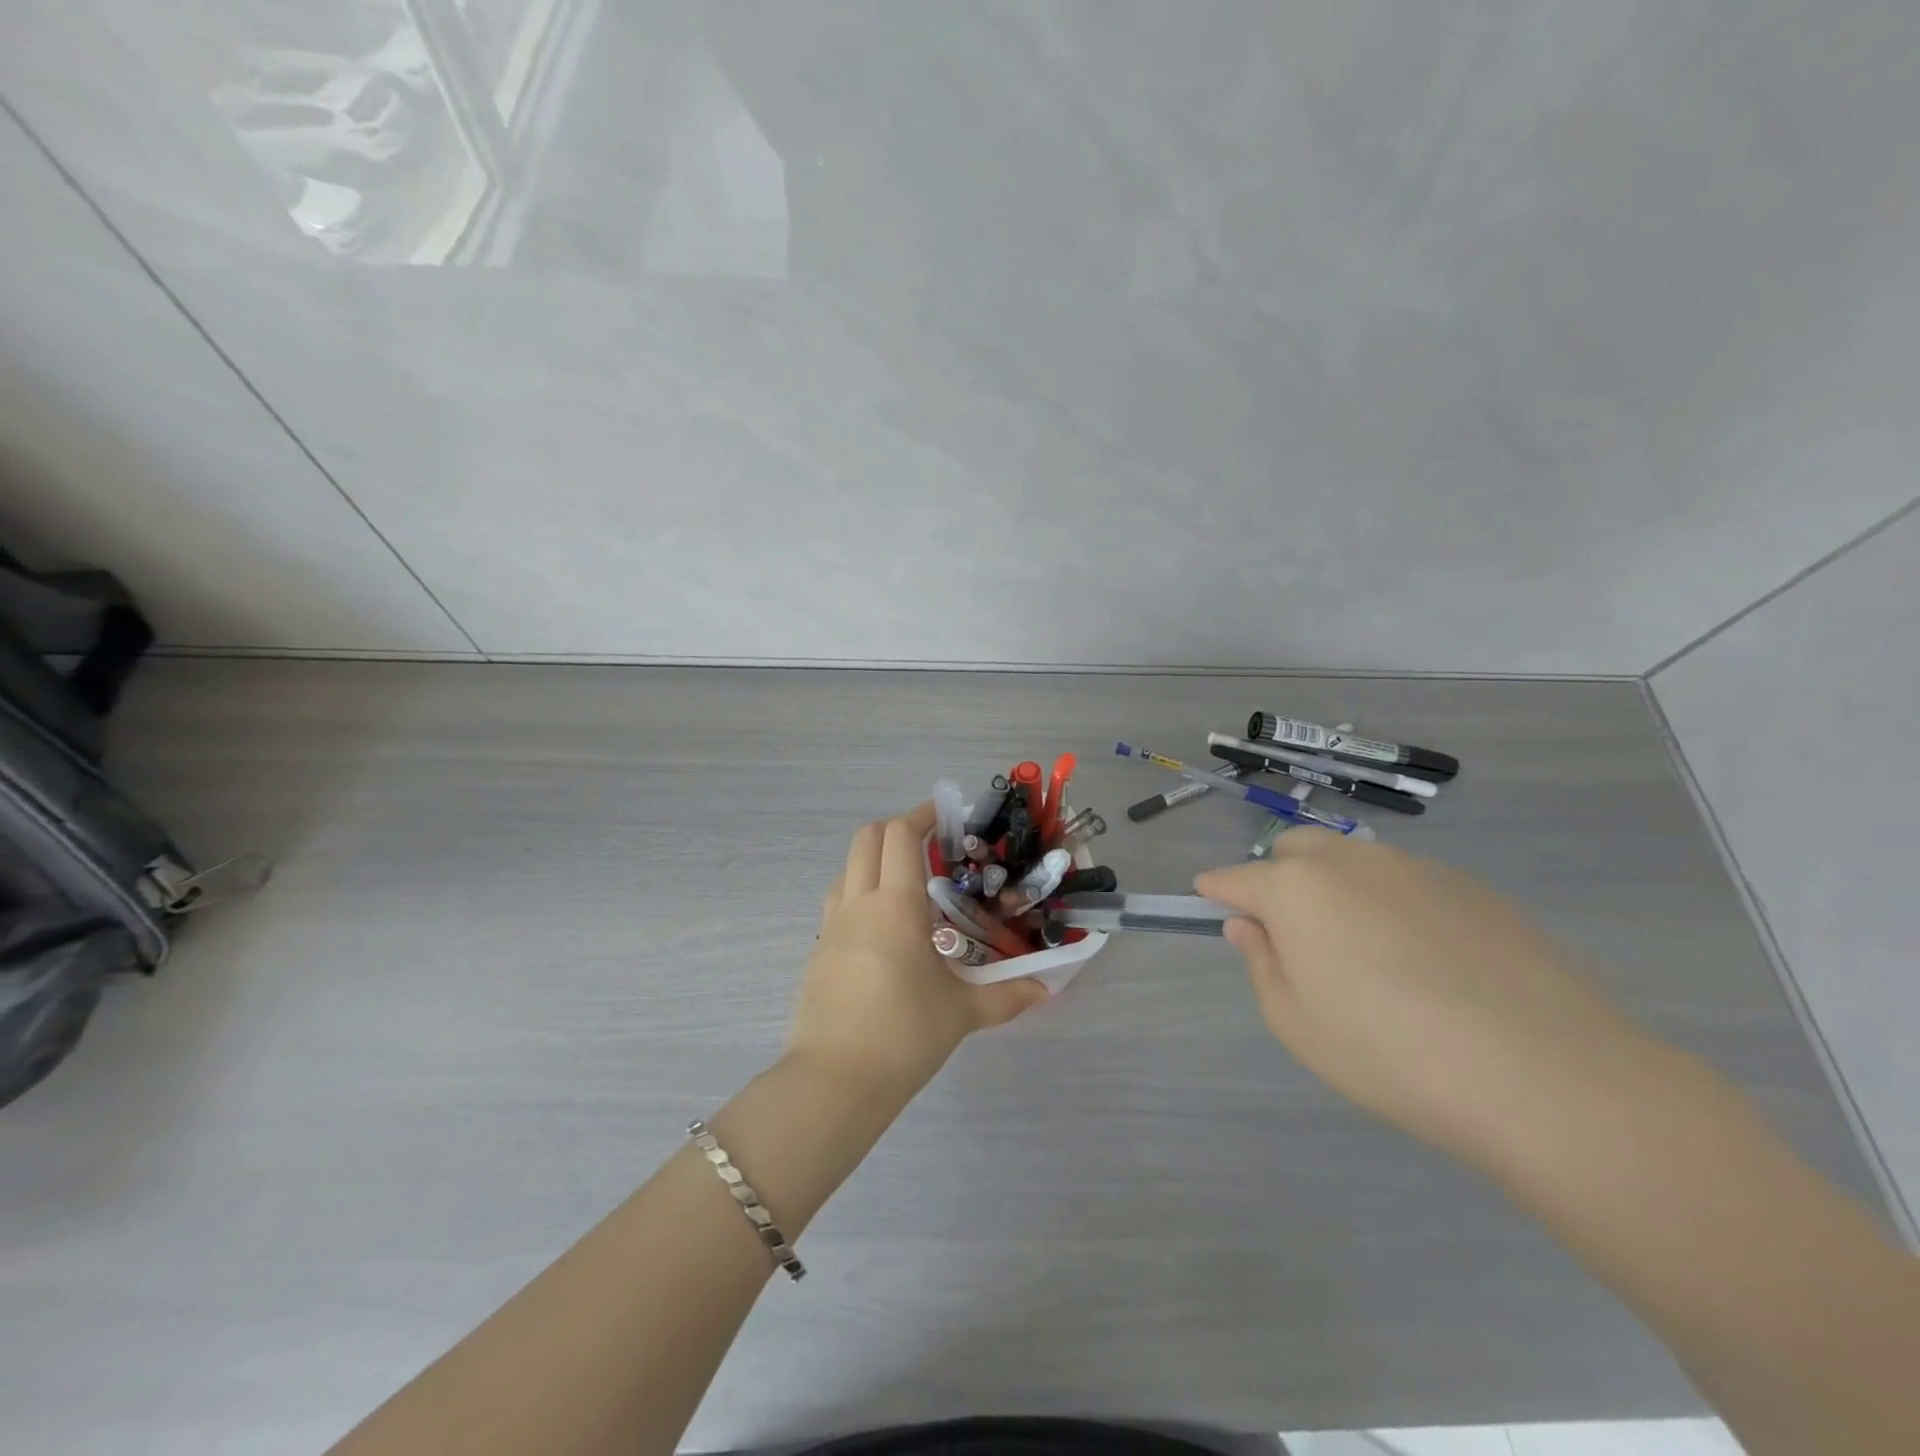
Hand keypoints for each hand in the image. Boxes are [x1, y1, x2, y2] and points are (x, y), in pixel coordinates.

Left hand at [787, 804, 1047, 1098]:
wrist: (834, 1081)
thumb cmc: (904, 1035)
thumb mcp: (962, 1013)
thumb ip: (1007, 996)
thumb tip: (1045, 990)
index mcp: (895, 905)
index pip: (900, 835)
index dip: (922, 815)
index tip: (945, 815)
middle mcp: (858, 903)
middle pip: (866, 838)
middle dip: (896, 829)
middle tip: (929, 845)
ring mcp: (831, 926)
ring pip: (847, 868)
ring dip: (874, 860)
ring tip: (907, 886)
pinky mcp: (819, 951)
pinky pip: (838, 902)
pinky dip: (860, 893)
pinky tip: (884, 930)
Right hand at [1197, 830, 1651, 1168]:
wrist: (1544, 1075)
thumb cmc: (1388, 1053)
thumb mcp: (1296, 1022)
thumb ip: (1262, 963)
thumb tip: (1248, 926)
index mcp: (1297, 887)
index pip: (1238, 876)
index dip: (1217, 888)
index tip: (1208, 897)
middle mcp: (1352, 860)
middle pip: (1296, 849)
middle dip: (1278, 875)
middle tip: (1288, 928)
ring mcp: (1417, 868)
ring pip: (1356, 860)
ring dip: (1337, 886)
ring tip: (1360, 946)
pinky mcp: (1473, 888)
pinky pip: (1410, 882)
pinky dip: (1392, 903)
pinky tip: (1424, 958)